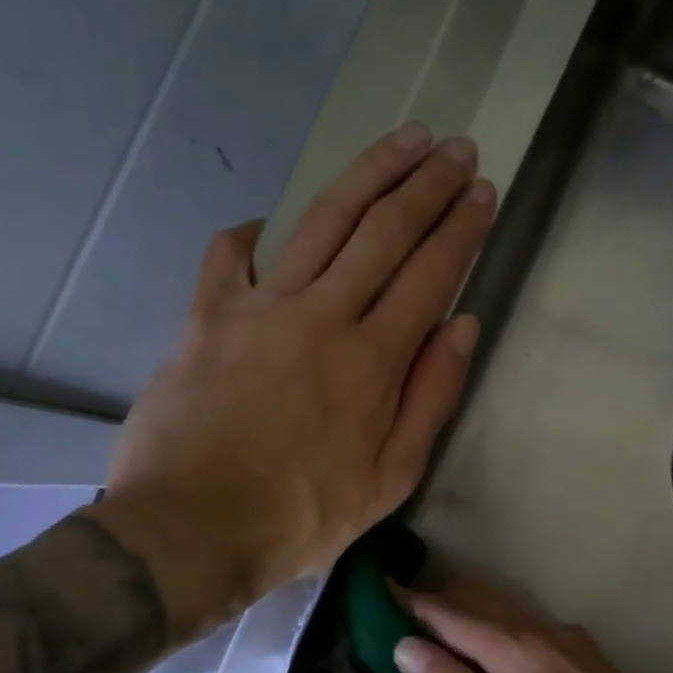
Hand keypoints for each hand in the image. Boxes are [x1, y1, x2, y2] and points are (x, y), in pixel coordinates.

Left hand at [91, 125, 489, 637]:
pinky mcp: (206, 316)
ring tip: (402, 141)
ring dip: (368, 174)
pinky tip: (270, 221)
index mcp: (372, 361)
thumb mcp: (389, 481)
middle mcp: (321, 316)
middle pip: (383, 231)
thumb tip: (461, 326)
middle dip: (426, 184)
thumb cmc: (300, 518)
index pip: (430, 274)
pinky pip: (230, 255)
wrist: (190, 531)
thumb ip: (430, 399)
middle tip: (455, 147)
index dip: (461, 228)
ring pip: (322, 221)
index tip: (483, 191)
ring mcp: (258, 309)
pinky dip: (254, 232)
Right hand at [392, 574, 672, 672]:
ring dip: (464, 613)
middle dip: (434, 602)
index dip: (409, 602)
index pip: (448, 613)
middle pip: (474, 601)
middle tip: (396, 617)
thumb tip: (405, 646)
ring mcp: (563, 636)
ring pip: (500, 609)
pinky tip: (489, 654)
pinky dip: (492, 627)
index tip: (375, 593)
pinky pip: (523, 624)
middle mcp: (538, 628)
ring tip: (433, 632)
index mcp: (515, 648)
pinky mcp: (579, 650)